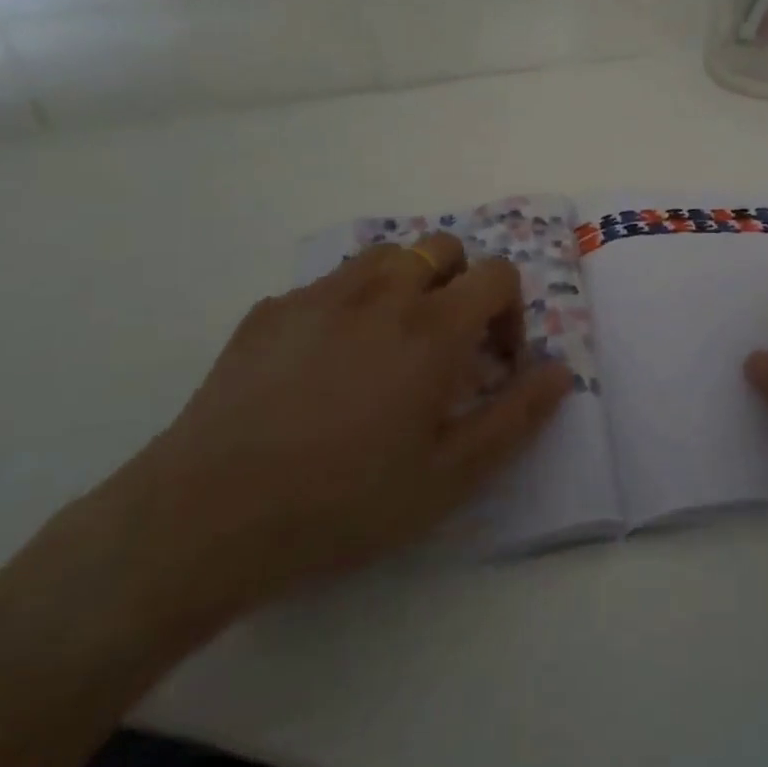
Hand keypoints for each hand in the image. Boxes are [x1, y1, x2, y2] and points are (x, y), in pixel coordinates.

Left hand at [112, 234, 571, 620]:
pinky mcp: (270, 310)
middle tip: (447, 347)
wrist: (206, 518)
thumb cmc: (345, 501)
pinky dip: (348, 307)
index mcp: (433, 327)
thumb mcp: (451, 476)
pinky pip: (328, 286)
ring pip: (385, 256)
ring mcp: (320, 295)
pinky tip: (323, 367)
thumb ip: (517, 417)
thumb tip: (562, 371)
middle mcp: (382, 293)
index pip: (497, 275)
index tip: (495, 363)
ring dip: (406, 286)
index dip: (510, 312)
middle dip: (461, 286)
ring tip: (390, 346)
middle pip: (443, 248)